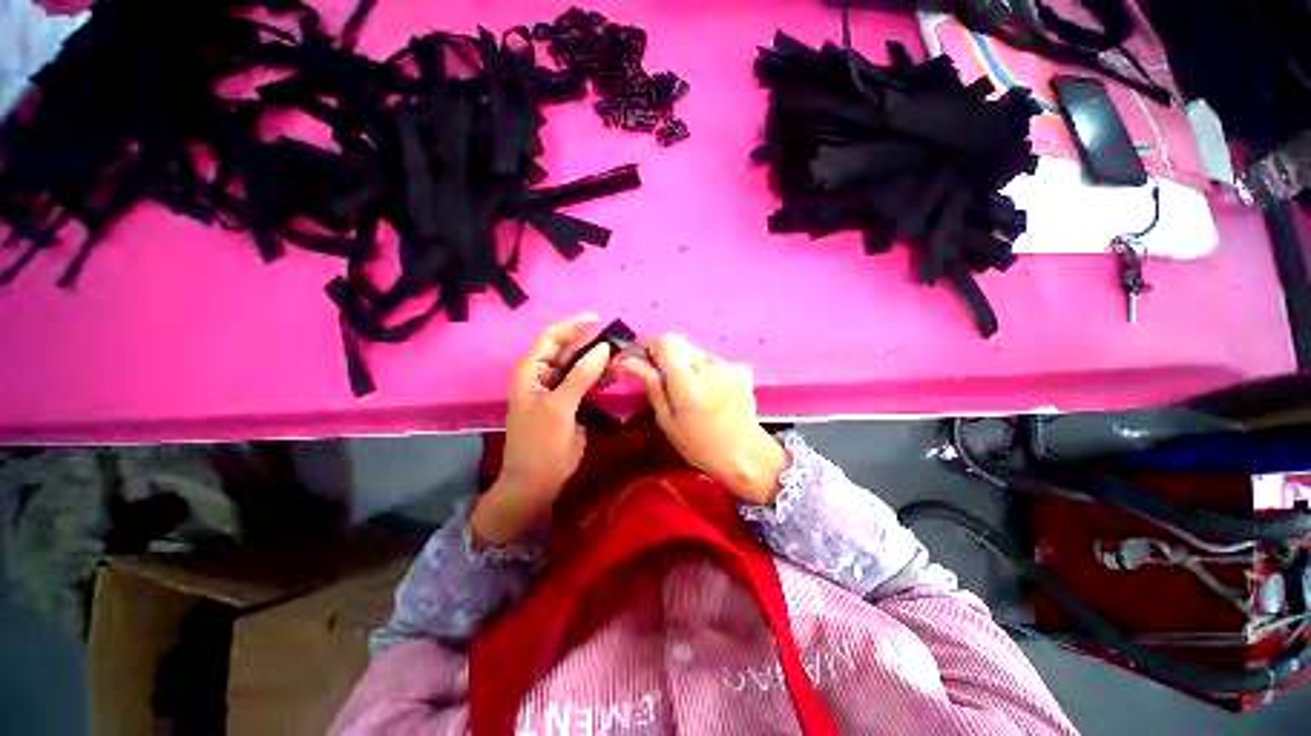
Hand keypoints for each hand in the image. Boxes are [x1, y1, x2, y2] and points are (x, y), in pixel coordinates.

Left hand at [471, 314, 611, 545]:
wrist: (537, 482)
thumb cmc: (541, 444)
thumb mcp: (559, 407)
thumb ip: (581, 376)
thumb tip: (603, 348)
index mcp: (531, 371)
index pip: (551, 337)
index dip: (573, 325)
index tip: (598, 319)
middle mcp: (544, 375)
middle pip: (568, 350)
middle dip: (591, 343)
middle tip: (618, 340)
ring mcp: (559, 389)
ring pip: (580, 366)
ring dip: (599, 360)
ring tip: (622, 355)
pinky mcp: (571, 403)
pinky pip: (587, 383)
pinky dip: (601, 377)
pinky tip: (617, 373)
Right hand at [620, 335, 787, 504]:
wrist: (745, 454)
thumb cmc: (699, 445)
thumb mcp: (667, 420)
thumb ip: (651, 385)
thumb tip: (629, 360)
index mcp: (688, 383)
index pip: (665, 342)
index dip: (651, 348)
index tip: (647, 364)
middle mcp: (710, 367)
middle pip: (680, 342)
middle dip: (668, 356)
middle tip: (667, 381)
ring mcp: (729, 365)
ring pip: (695, 350)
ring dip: (687, 363)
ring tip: (692, 391)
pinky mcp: (741, 367)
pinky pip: (712, 359)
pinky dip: (705, 370)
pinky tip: (710, 392)